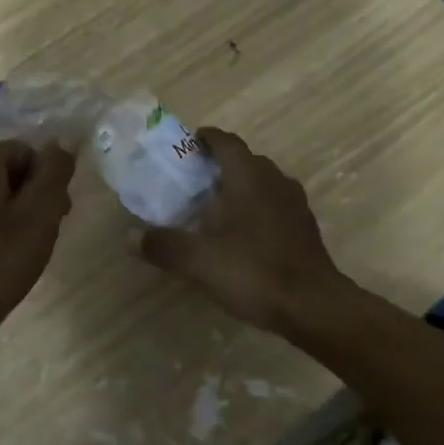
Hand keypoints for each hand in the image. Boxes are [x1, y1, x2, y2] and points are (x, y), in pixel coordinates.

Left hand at [0, 140, 77, 362]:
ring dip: (14, 212)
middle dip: (32, 196)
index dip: (49, 182)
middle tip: (46, 233)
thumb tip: (65, 140)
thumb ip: (55, 170)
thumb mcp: (40, 212)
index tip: (58, 215)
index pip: (29, 153)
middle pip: (10, 171)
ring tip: (24, 248)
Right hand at [139, 127, 343, 333]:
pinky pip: (276, 203)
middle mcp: (274, 179)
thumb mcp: (199, 261)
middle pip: (245, 159)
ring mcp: (294, 202)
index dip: (206, 138)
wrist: (314, 306)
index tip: (188, 144)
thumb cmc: (254, 271)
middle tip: (194, 180)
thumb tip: (129, 236)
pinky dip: (258, 207)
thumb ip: (164, 245)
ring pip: (263, 181)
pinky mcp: (305, 226)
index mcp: (248, 176)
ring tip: (218, 205)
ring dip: (241, 185)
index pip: (226, 141)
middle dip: (220, 163)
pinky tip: (245, 233)